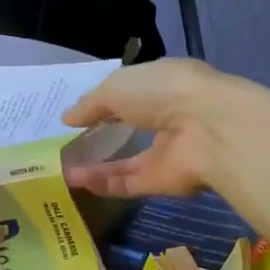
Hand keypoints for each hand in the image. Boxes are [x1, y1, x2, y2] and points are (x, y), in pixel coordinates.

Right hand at [60, 58, 228, 197]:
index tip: (76, 115)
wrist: (206, 129)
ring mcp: (165, 153)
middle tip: (67, 146)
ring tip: (63, 168)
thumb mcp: (116, 87)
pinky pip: (127, 183)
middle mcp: (166, 118)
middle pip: (129, 130)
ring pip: (126, 163)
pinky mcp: (162, 182)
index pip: (130, 94)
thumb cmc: (163, 92)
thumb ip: (91, 104)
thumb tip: (67, 118)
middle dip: (100, 138)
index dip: (103, 104)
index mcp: (162, 86)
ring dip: (95, 166)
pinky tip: (76, 182)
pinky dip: (103, 183)